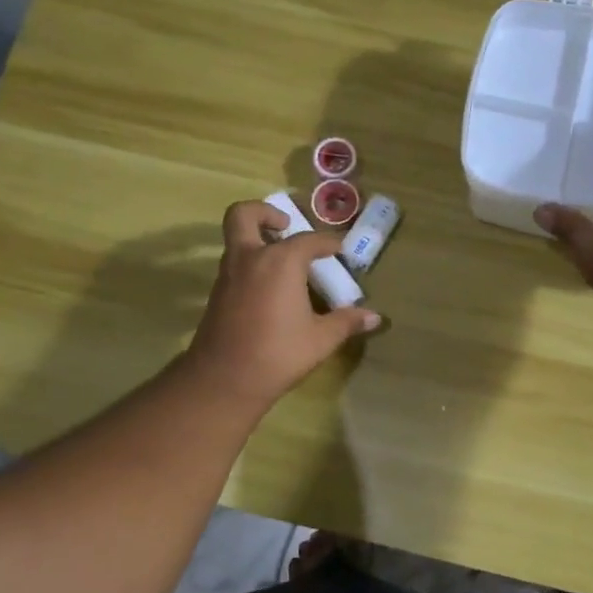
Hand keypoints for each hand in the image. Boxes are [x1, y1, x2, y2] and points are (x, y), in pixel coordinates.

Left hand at [183, 200, 381, 406]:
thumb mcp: (321, 339)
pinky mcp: (218, 293)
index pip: (309, 240)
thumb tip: (374, 317)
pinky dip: (252, 263)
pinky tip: (273, 289)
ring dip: (258, 239)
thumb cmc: (278, 353)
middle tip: (285, 225)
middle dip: (265, 213)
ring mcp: (229, 274)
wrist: (224, 379)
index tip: (340, 249)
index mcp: (280, 261)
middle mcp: (250, 257)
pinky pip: (235, 263)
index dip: (328, 242)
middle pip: (246, 215)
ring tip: (286, 262)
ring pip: (237, 239)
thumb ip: (346, 322)